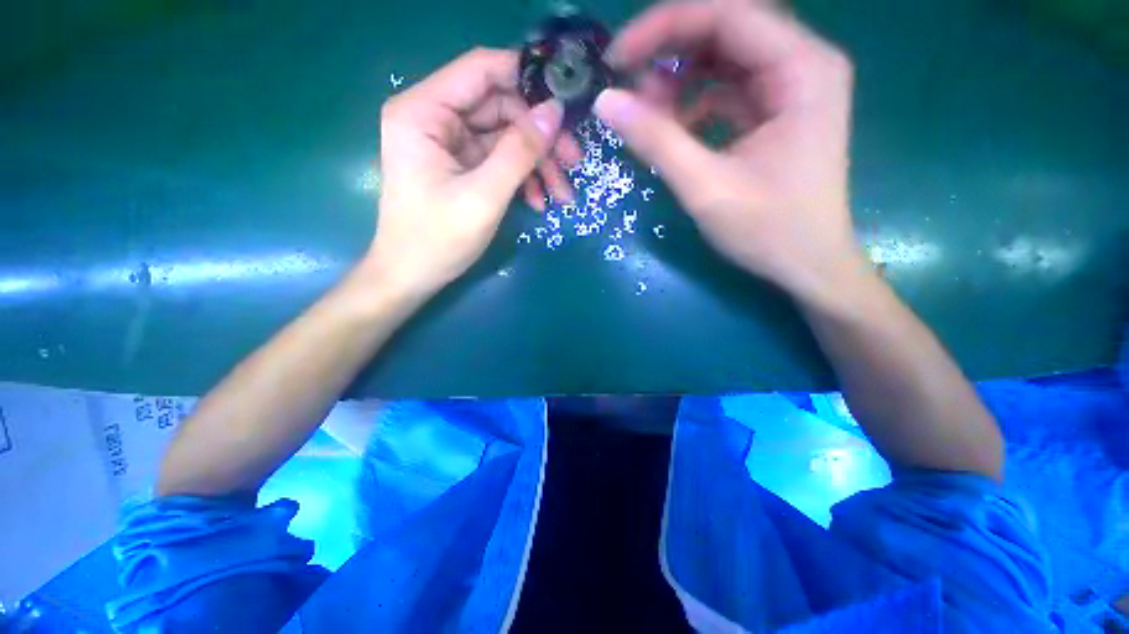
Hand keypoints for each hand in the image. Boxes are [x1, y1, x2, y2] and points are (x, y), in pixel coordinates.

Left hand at [365, 48, 581, 296]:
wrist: (412, 276)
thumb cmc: (438, 239)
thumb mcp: (484, 196)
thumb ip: (519, 152)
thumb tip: (555, 111)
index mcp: (424, 111)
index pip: (482, 70)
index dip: (527, 78)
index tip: (566, 101)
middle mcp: (434, 118)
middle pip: (500, 107)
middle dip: (539, 137)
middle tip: (574, 162)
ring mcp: (448, 144)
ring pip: (505, 137)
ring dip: (537, 163)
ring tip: (562, 194)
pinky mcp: (460, 166)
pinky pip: (499, 160)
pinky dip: (522, 178)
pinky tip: (538, 201)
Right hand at [594, 0, 864, 305]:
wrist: (808, 266)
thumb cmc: (768, 231)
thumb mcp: (706, 187)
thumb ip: (656, 141)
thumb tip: (606, 102)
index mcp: (802, 69)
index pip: (727, 15)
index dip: (665, 27)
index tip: (617, 58)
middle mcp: (803, 64)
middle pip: (726, 31)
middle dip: (670, 52)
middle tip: (628, 86)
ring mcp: (791, 89)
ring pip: (725, 60)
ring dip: (680, 80)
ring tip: (647, 113)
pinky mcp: (776, 113)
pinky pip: (728, 91)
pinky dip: (695, 105)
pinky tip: (674, 130)